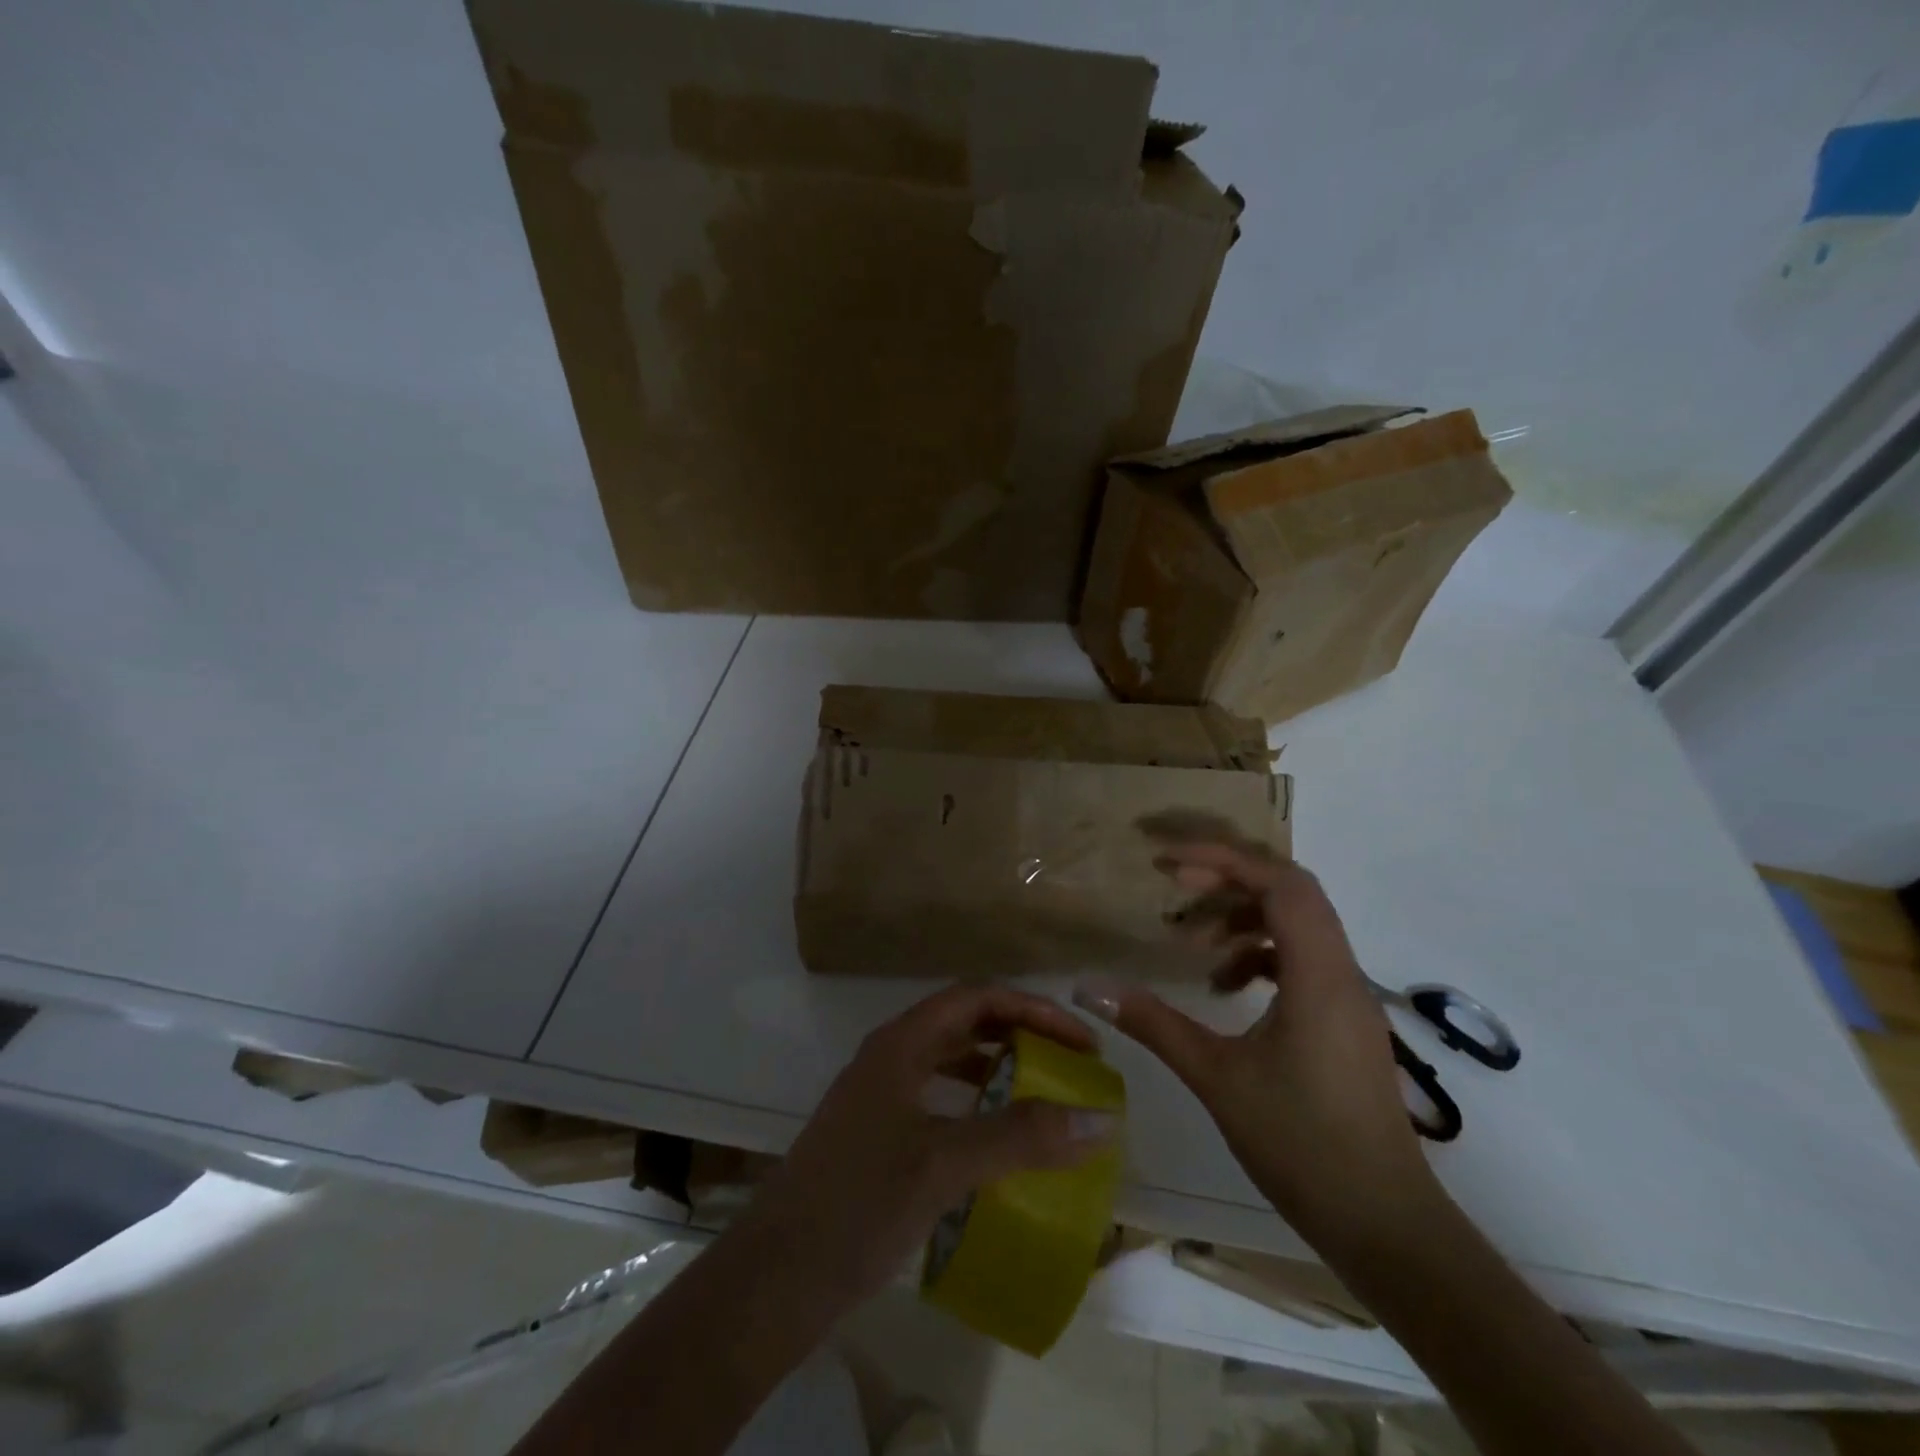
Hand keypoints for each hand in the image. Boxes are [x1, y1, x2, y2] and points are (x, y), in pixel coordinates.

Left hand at [740, 983, 1117, 1311]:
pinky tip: (998, 1136)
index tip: (1080, 1041)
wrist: (774, 1278)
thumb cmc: (858, 1206)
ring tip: (1044, 1090)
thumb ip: (1020, 1137)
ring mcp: (881, 1094)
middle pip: (965, 1021)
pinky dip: (976, 1101)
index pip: (977, 997)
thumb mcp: (944, 1165)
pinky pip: (940, 1096)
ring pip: (951, 1058)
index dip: (1033, 1009)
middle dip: (1020, 1032)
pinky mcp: (879, 1132)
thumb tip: (1099, 1118)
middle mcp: (891, 1055)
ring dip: (999, 1064)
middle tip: (1070, 1062)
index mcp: (901, 1043)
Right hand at [1075, 838, 1440, 1253]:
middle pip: (1292, 892)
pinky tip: (1225, 988)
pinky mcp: (1345, 1021)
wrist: (1384, 1226)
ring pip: (1299, 924)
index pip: (1280, 884)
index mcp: (1318, 976)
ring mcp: (1348, 998)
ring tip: (1194, 947)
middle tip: (1176, 888)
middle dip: (1230, 880)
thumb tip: (1089, 988)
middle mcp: (1342, 974)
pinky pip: (1303, 960)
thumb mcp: (1216, 1078)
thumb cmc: (1301, 1145)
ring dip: (1244, 919)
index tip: (1169, 863)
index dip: (1224, 860)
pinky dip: (1261, 955)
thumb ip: (1152, 1023)